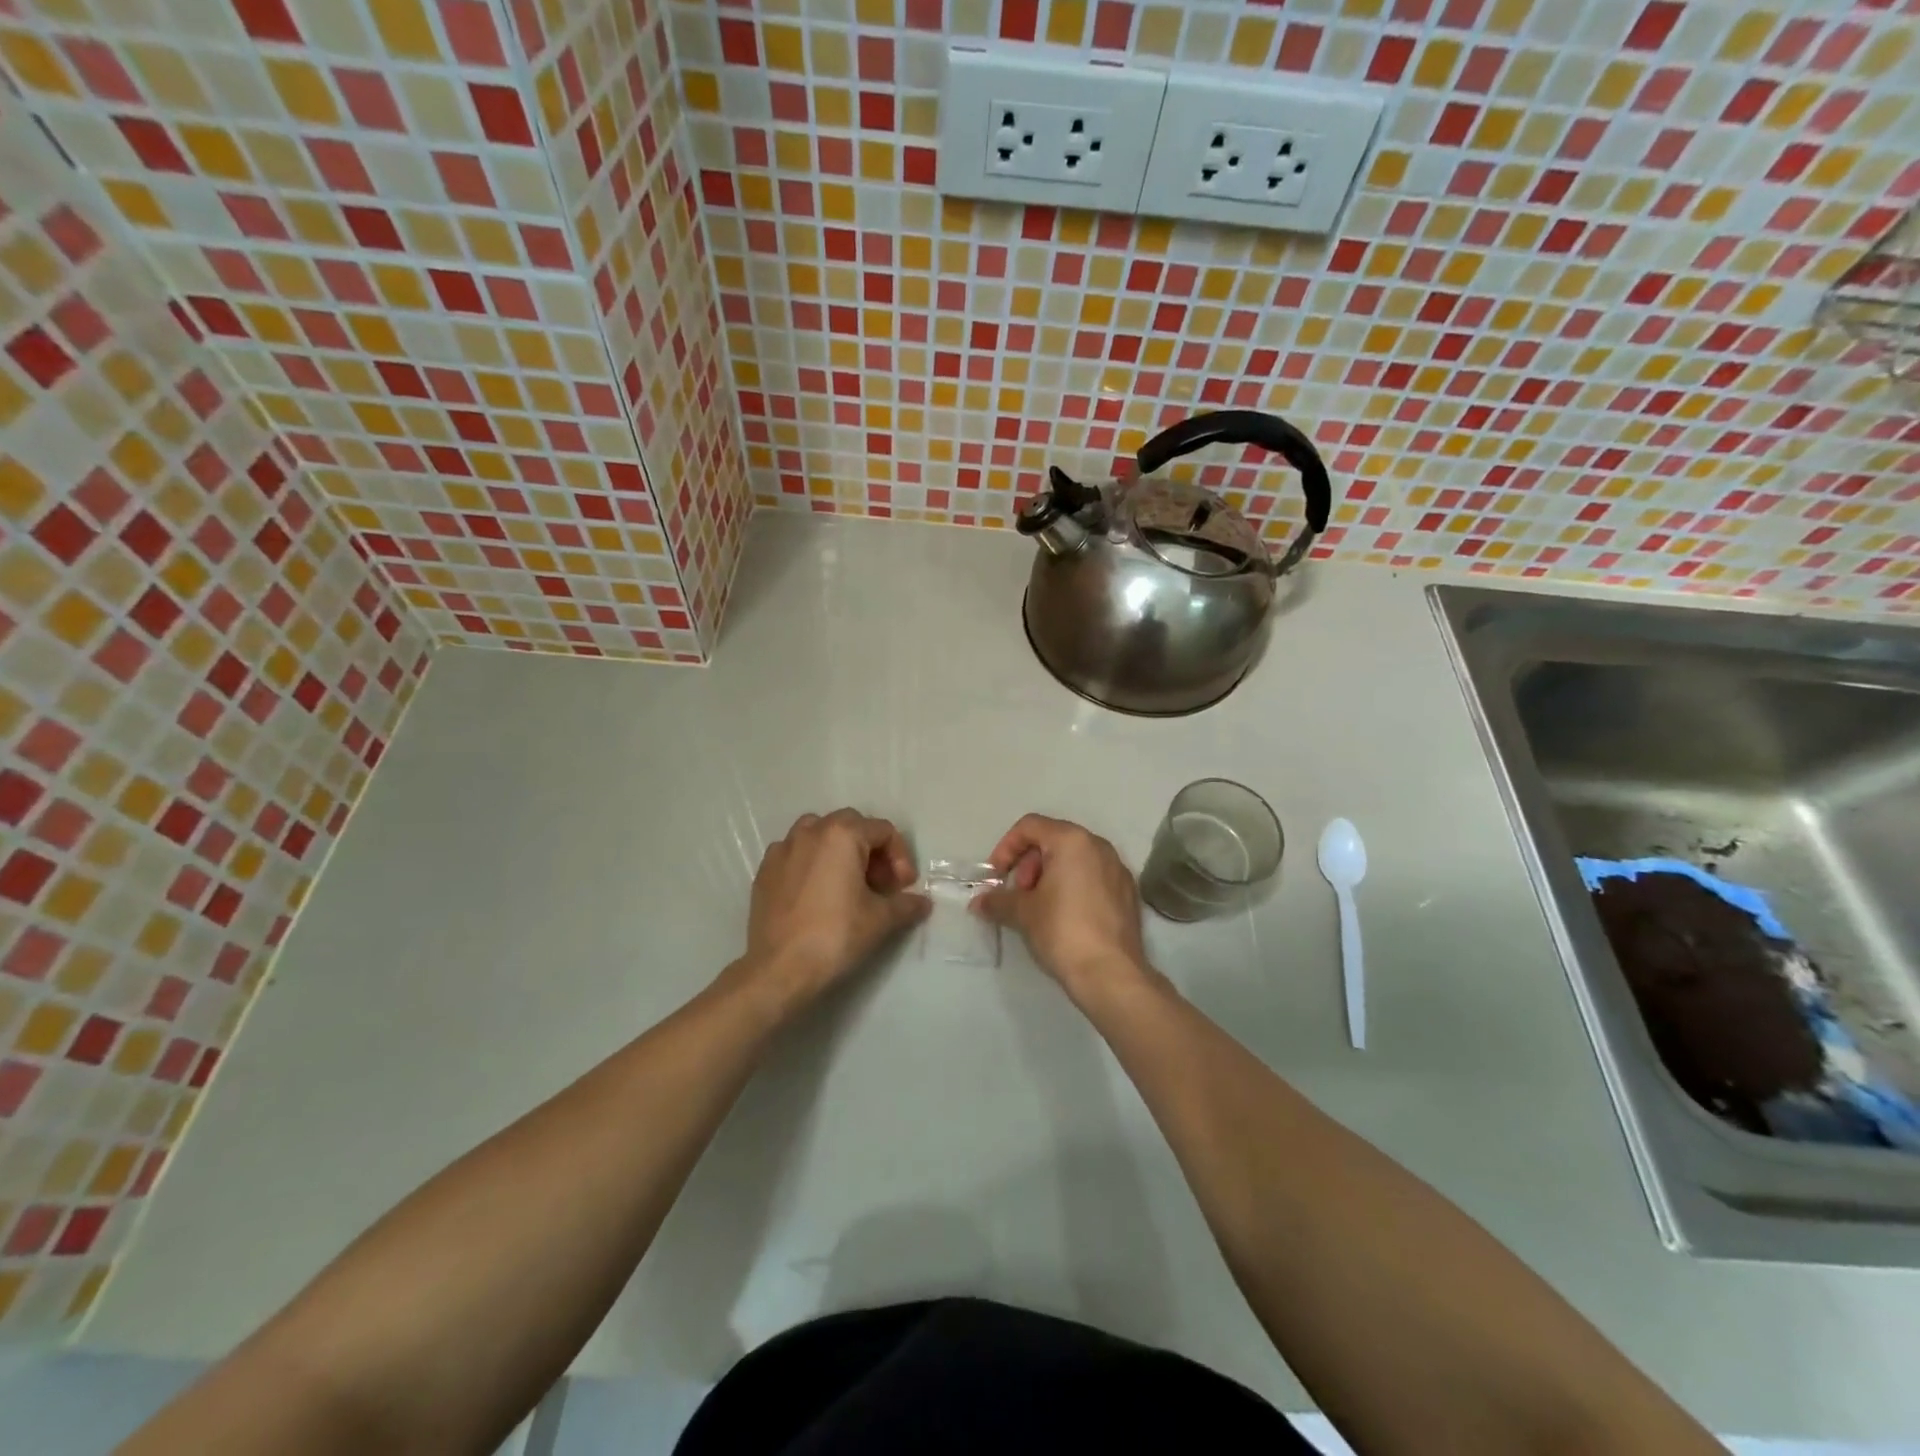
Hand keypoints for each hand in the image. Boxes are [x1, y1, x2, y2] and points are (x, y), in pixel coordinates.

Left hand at [739, 809, 929, 1009]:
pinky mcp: (764, 870)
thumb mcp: (881, 919)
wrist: (779, 969)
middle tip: (880, 884)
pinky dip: (811, 863)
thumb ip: (906, 904)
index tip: (903, 888)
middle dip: (871, 851)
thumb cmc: (835, 935)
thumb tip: (922, 903)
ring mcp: (782, 849)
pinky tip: (816, 893)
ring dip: (839, 851)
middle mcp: (810, 831)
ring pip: (818, 833)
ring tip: (847, 883)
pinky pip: (795, 853)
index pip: (883, 831)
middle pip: (851, 826)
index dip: (900, 857)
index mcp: (842, 835)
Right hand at [975, 814, 1149, 1001]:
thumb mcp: (1023, 913)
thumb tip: (979, 902)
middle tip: (1020, 895)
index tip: (997, 876)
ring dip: (1049, 876)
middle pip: (1053, 840)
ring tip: (1039, 908)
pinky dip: (1073, 887)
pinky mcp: (1128, 893)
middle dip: (1029, 864)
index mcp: (1072, 840)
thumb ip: (998, 901)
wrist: (1111, 974)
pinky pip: (1093, 877)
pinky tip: (1065, 917)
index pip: (1030, 826)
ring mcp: (1118, 869)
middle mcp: (1099, 846)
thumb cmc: (1062, 931)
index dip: (1006, 847)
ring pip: (1075, 859)